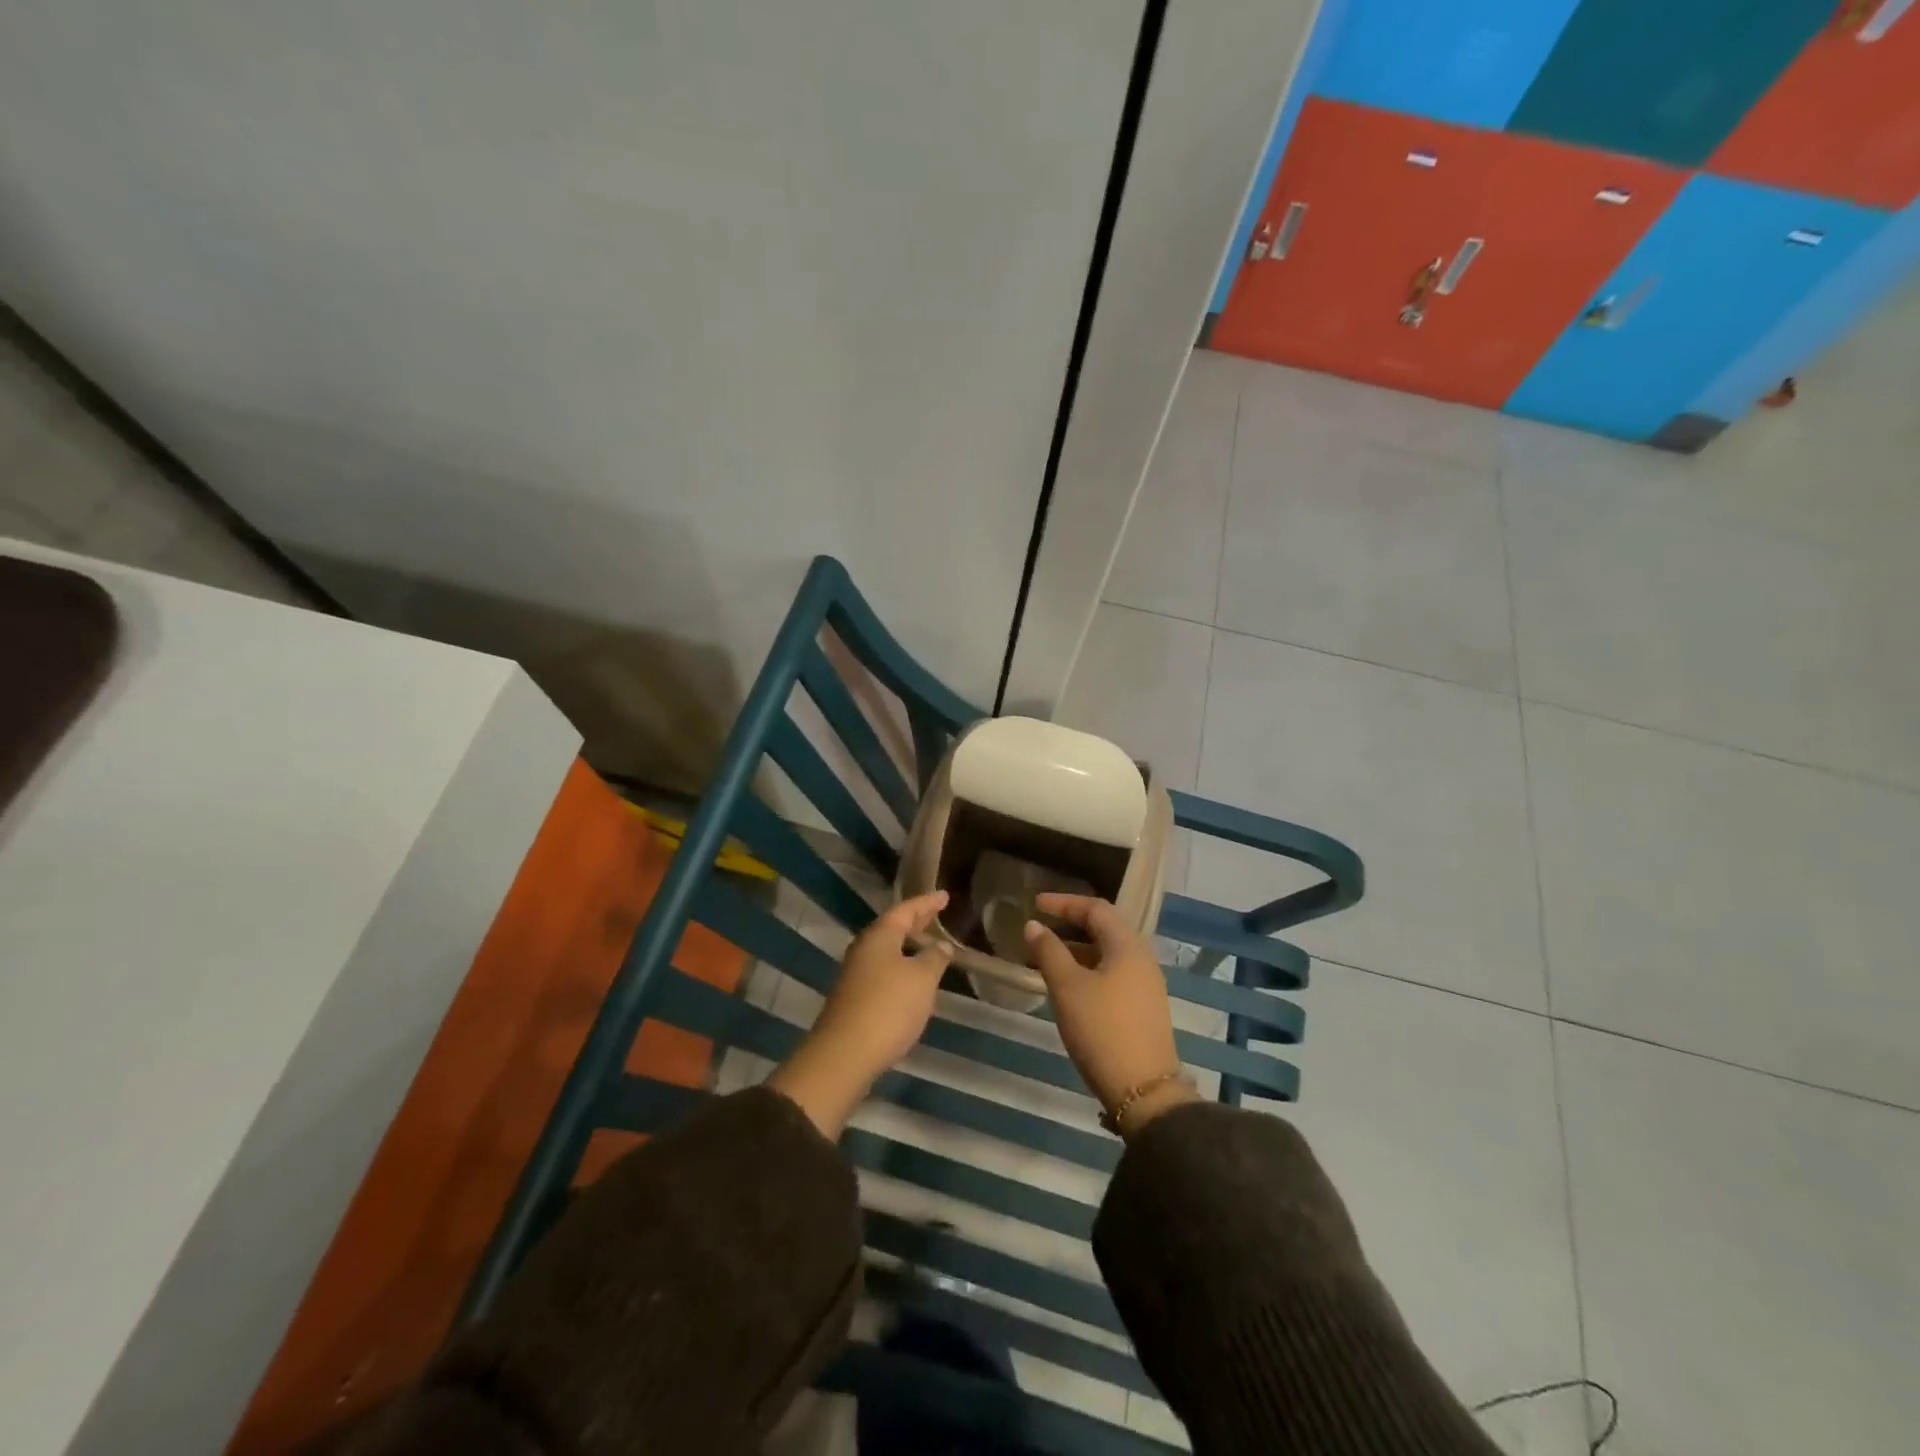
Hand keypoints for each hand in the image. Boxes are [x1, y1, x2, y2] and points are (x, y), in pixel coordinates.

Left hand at [768, 891, 951, 1136]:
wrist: (845, 1054)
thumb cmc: (888, 1006)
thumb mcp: (922, 980)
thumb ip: (934, 958)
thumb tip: (941, 946)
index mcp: (879, 935)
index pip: (906, 910)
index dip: (927, 902)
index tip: (944, 896)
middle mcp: (864, 949)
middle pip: (893, 928)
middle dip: (916, 921)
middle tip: (936, 914)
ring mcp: (856, 974)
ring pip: (888, 950)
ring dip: (908, 945)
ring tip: (929, 945)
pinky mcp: (855, 998)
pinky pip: (883, 970)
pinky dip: (901, 966)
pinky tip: (913, 978)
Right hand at [1024, 894, 1196, 1136]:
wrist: (1144, 1091)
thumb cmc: (1102, 1030)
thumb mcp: (1068, 988)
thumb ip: (1048, 952)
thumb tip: (1034, 926)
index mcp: (1128, 945)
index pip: (1096, 908)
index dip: (1064, 902)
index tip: (1035, 904)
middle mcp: (1142, 958)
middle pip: (1105, 928)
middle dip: (1070, 925)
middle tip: (1040, 927)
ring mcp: (1146, 984)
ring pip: (1108, 953)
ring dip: (1077, 950)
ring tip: (1046, 958)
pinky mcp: (1144, 1007)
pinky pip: (1113, 973)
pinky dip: (1088, 969)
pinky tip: (1069, 986)